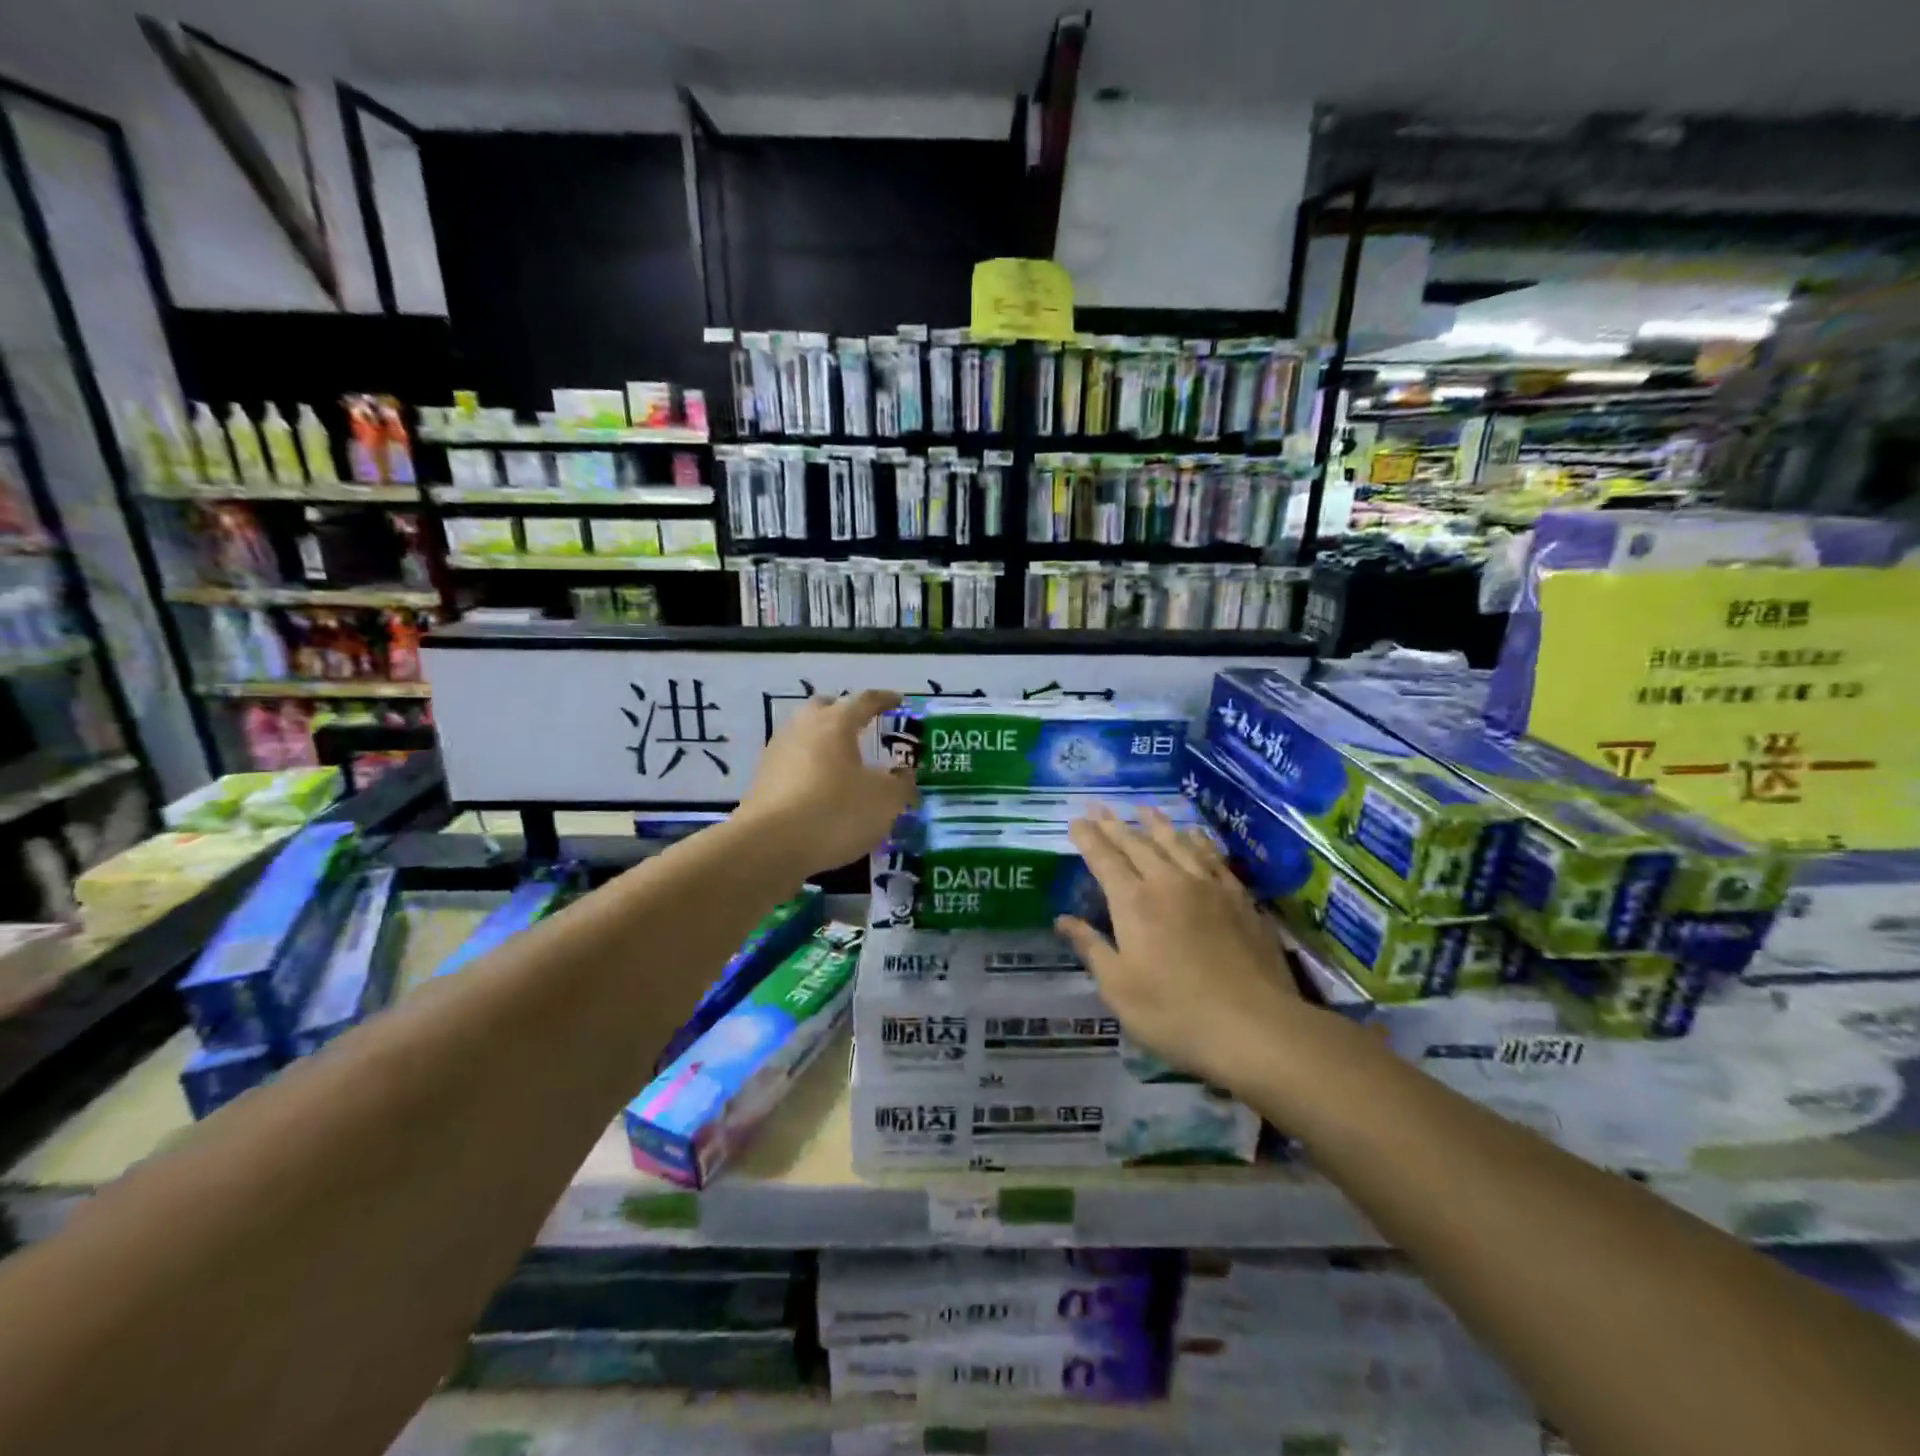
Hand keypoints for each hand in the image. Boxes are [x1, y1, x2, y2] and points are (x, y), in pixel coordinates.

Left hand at [735, 690, 914, 876]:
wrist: (768, 847)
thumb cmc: (835, 812)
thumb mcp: (884, 801)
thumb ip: (901, 784)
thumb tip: (904, 776)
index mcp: (835, 723)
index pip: (864, 700)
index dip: (884, 699)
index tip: (898, 700)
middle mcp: (802, 729)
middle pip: (824, 708)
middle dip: (844, 713)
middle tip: (862, 726)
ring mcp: (777, 754)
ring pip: (804, 735)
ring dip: (824, 742)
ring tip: (843, 762)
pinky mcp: (762, 782)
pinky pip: (792, 764)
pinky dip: (809, 770)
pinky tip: (821, 790)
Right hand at [1057, 804, 1318, 1093]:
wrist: (1256, 1027)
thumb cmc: (1175, 1014)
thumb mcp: (1119, 989)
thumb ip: (1091, 948)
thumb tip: (1063, 920)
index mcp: (1134, 903)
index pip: (1104, 860)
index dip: (1088, 838)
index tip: (1076, 820)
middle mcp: (1169, 883)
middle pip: (1137, 844)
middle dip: (1114, 824)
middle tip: (1098, 805)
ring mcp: (1208, 887)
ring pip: (1177, 842)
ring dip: (1156, 823)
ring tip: (1143, 807)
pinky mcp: (1239, 898)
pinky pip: (1213, 857)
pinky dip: (1198, 840)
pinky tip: (1195, 835)